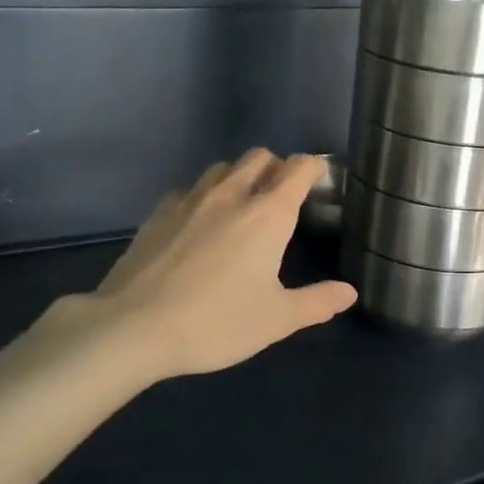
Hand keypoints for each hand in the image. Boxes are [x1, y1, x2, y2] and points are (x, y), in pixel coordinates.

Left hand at [81, 150, 356, 381]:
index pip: (298, 169)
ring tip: (241, 204)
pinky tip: (197, 223)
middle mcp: (231, 195)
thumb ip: (317, 302)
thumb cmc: (217, 322)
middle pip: (259, 157)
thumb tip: (348, 292)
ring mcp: (190, 200)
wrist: (135, 327)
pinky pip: (188, 190)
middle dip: (276, 166)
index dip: (313, 166)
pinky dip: (202, 196)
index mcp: (268, 215)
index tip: (319, 174)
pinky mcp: (158, 213)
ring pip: (221, 168)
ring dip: (239, 176)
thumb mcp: (276, 320)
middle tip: (282, 194)